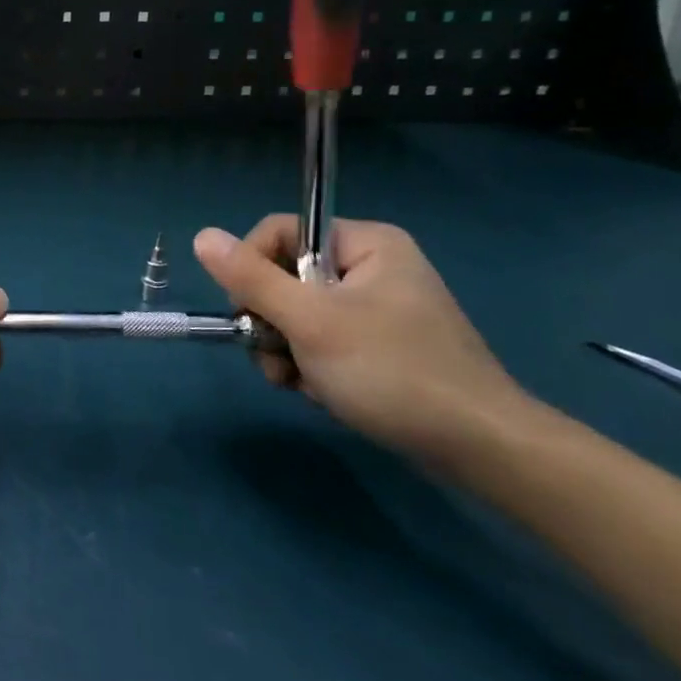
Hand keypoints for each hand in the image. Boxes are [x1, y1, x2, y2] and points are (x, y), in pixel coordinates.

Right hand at [194, 216, 525, 458]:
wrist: (479, 447)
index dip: (252, 268)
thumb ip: (251, 278)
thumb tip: (202, 235)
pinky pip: (320, 339)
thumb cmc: (392, 372)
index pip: (278, 232)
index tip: (251, 312)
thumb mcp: (310, 322)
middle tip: (279, 356)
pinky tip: (320, 390)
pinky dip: (309, 364)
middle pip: (283, 275)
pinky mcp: (379, 344)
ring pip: (297, 313)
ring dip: (285, 349)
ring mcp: (377, 307)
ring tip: (300, 382)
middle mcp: (371, 266)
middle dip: (271, 321)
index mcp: (365, 244)